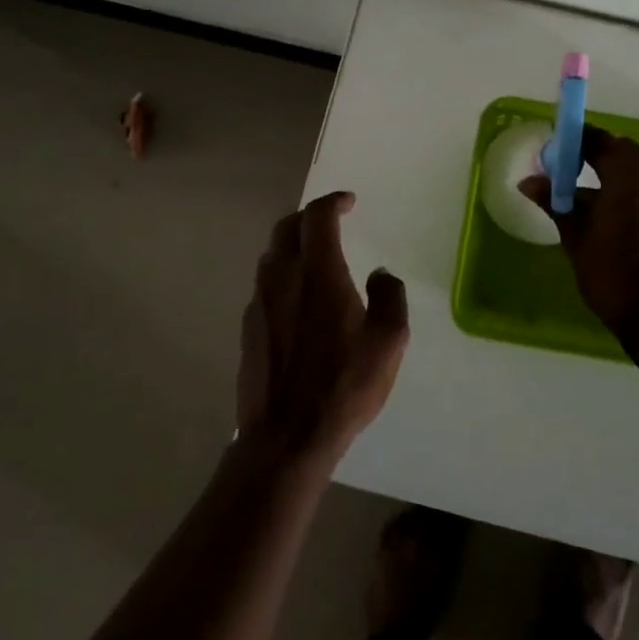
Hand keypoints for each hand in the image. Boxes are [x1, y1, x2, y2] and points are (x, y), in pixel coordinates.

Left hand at [236, 191, 408, 461]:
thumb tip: (380, 274)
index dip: (333, 201)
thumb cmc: (342, 386)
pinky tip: (297, 298)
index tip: (349, 202)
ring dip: (292, 244)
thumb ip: (389, 297)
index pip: (318, 217)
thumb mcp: (388, 342)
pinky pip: (265, 285)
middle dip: (309, 216)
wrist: (285, 437)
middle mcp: (282, 278)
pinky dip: (282, 274)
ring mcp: (260, 303)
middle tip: (330, 221)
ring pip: (271, 255)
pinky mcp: (249, 328)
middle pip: (286, 228)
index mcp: (318, 273)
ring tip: (314, 256)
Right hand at [521, 128, 638, 356]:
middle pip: (620, 149)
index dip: (574, 142)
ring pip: (637, 165)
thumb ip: (555, 202)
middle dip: (594, 154)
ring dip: (612, 169)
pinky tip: (609, 207)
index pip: (598, 141)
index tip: (555, 151)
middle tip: (568, 171)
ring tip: (586, 192)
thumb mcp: (575, 237)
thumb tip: (528, 182)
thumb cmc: (611, 275)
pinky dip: (629, 185)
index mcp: (629, 176)